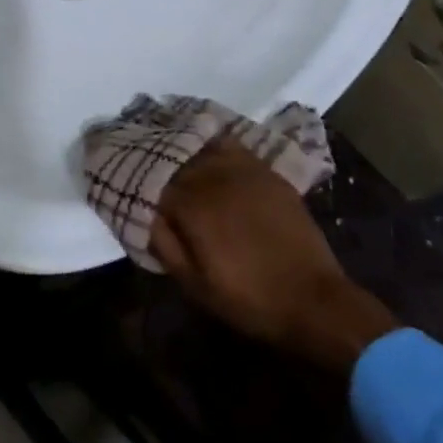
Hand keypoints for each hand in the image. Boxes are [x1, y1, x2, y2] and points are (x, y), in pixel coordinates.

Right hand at [149, 140, 398, 373]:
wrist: (314, 300)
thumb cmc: (250, 299)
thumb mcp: (196, 286)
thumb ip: (165, 246)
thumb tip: (145, 215)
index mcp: (192, 206)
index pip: (153, 182)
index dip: (138, 181)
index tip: (128, 183)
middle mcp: (213, 178)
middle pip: (174, 158)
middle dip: (157, 161)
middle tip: (144, 162)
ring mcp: (242, 170)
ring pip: (200, 147)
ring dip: (182, 148)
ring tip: (169, 147)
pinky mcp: (265, 172)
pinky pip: (231, 146)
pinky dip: (213, 142)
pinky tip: (206, 144)